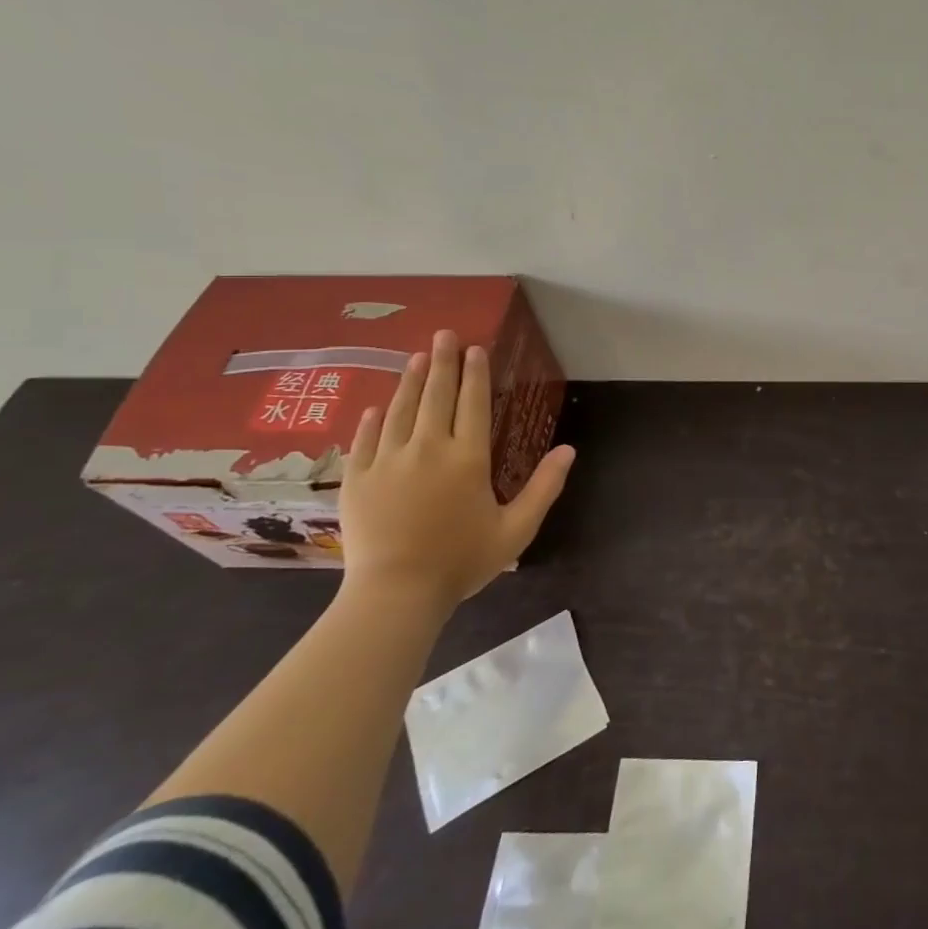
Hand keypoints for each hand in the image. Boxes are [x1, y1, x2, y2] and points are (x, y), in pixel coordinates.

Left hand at [338, 329, 574, 609]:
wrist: (395, 594)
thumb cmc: (462, 561)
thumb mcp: (517, 528)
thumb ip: (545, 487)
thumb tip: (568, 450)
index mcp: (468, 458)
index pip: (473, 404)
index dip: (475, 374)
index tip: (475, 348)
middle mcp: (428, 449)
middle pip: (435, 396)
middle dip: (441, 363)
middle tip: (443, 335)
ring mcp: (388, 462)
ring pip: (400, 411)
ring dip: (409, 381)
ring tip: (415, 357)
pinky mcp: (359, 479)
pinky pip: (365, 440)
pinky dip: (372, 420)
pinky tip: (376, 406)